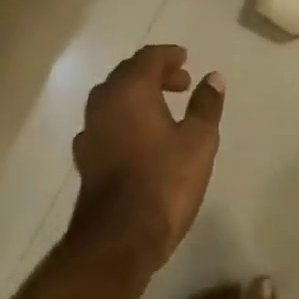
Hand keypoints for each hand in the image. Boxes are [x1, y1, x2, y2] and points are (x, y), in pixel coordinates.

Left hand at [70, 45, 223, 269]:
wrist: (116, 242)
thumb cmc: (162, 183)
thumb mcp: (198, 142)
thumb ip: (206, 105)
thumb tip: (213, 77)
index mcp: (130, 89)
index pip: (148, 57)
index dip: (169, 56)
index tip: (186, 61)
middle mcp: (104, 102)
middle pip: (128, 74)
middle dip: (155, 74)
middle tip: (181, 84)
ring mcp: (90, 131)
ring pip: (114, 98)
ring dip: (138, 96)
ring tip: (163, 110)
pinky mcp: (85, 159)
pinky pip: (106, 123)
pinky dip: (124, 120)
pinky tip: (139, 139)